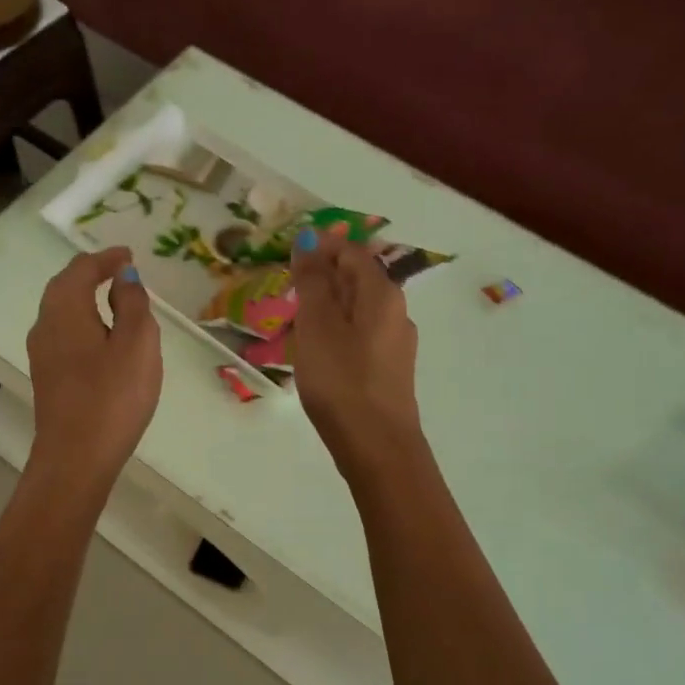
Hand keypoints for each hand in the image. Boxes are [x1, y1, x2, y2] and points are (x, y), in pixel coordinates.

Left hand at [27, 247, 162, 486]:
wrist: (75, 458)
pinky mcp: (47, 379)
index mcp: (65, 309)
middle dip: (91, 275)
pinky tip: (101, 340)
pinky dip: (83, 324)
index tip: (128, 255)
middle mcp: (45, 325)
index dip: (106, 258)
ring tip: (115, 302)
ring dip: (85, 300)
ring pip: (61, 313)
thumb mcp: (136, 344)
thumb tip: (123, 277)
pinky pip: (64, 336)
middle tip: (120, 272)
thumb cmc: (112, 397)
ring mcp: (42, 355)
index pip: (82, 269)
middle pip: (64, 287)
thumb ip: (132, 304)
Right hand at [289, 223, 424, 475]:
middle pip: (359, 280)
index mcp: (382, 293)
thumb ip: (313, 281)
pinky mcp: (389, 371)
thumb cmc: (341, 379)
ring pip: (360, 310)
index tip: (288, 256)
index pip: (352, 252)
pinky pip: (361, 336)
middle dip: (324, 277)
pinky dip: (338, 333)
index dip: (321, 247)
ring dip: (329, 307)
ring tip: (297, 322)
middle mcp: (397, 312)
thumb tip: (310, 239)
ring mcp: (396, 344)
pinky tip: (319, 352)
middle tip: (287, 290)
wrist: (375, 444)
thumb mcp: (318, 325)